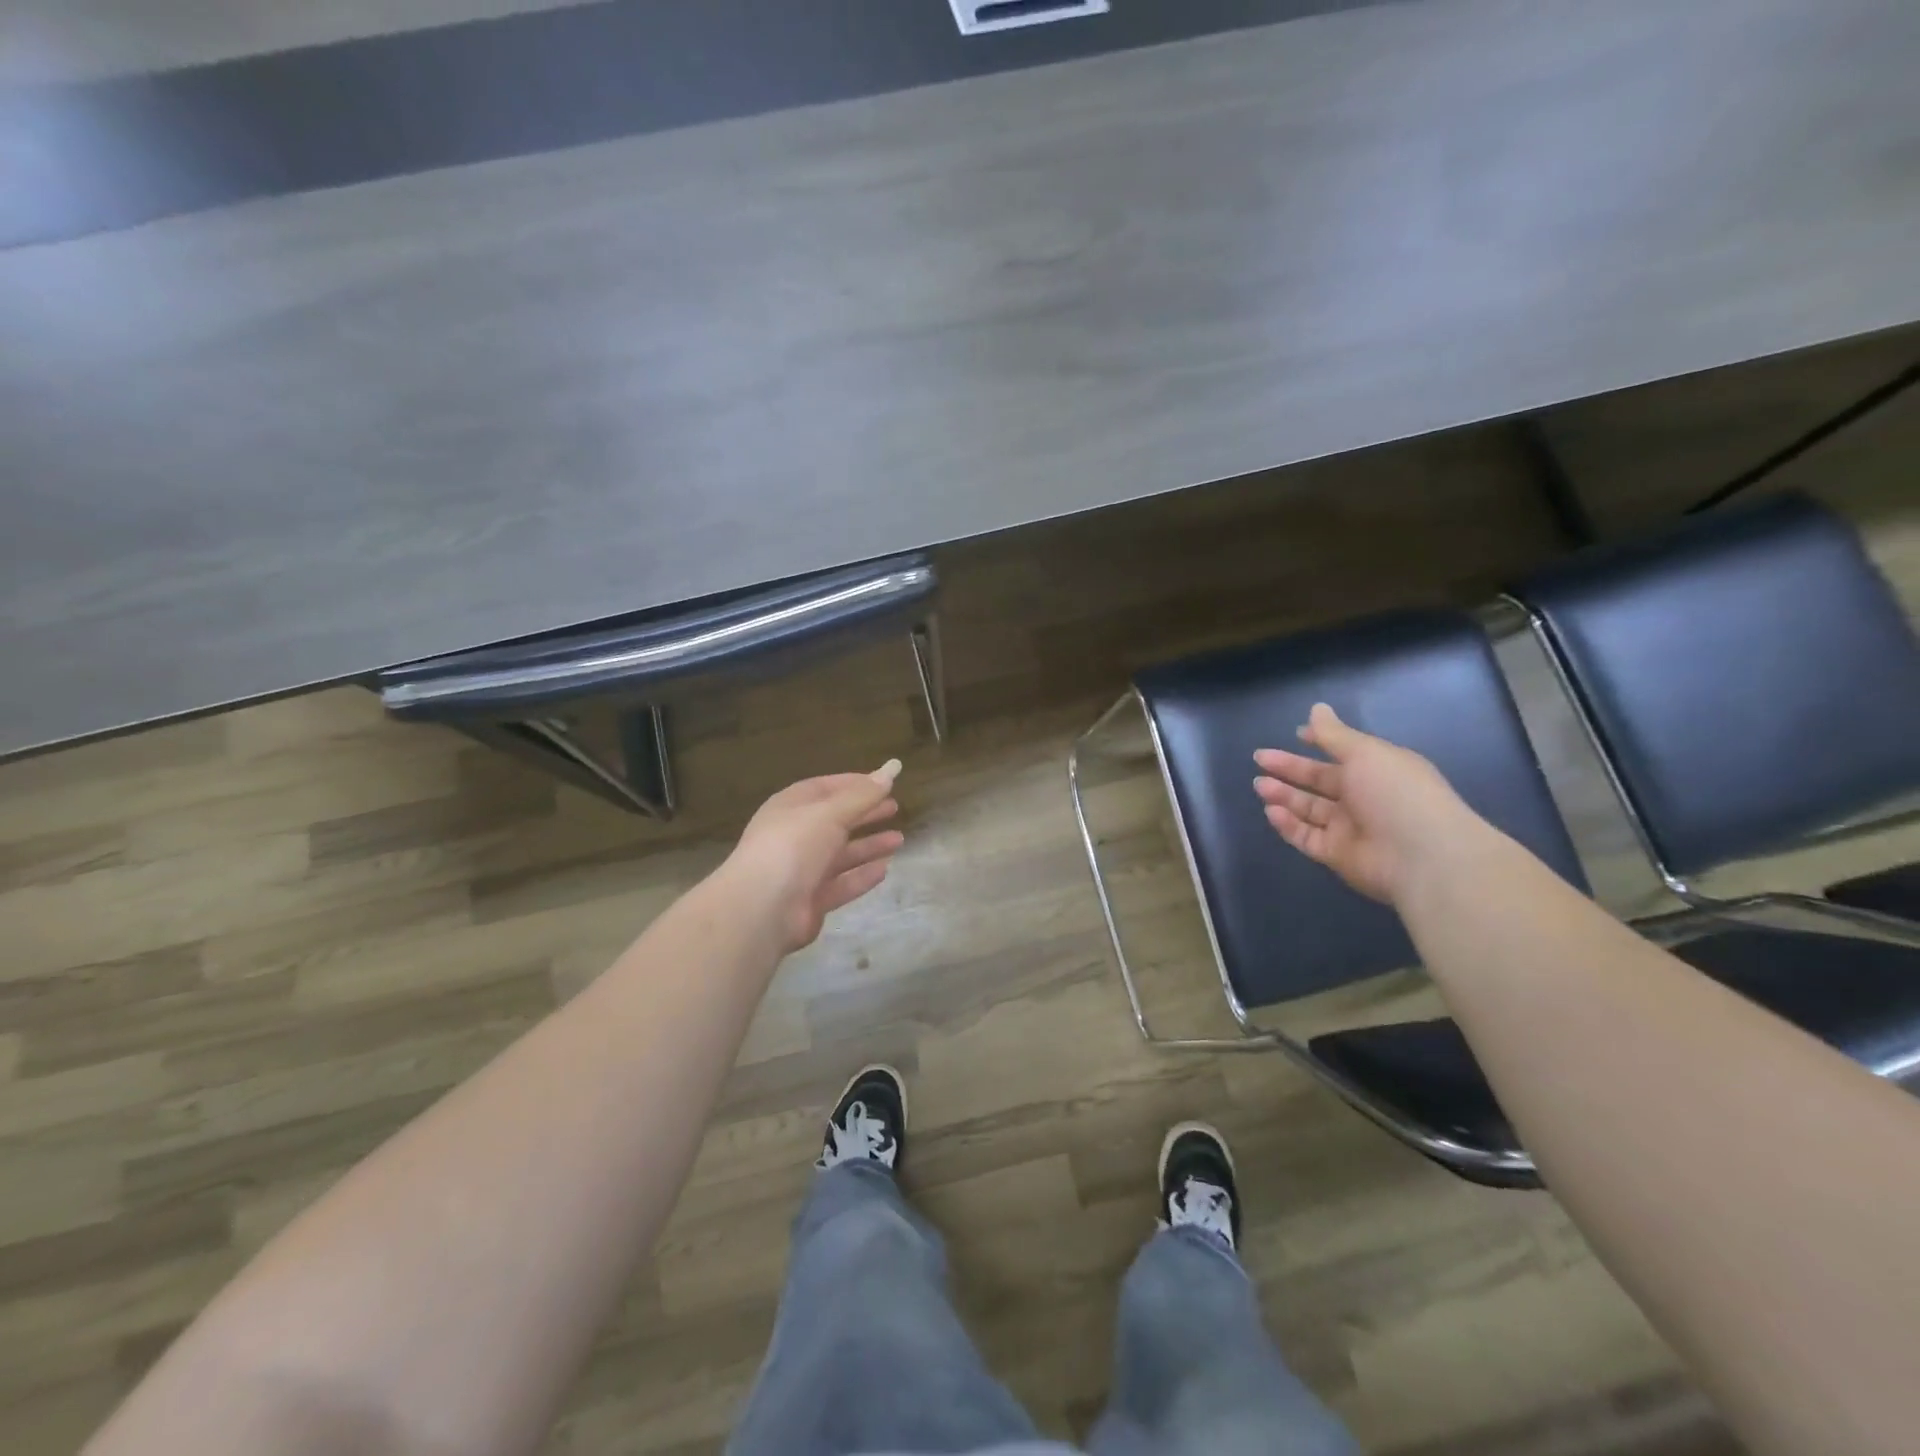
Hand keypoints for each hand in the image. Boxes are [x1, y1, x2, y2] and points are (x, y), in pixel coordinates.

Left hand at [725, 763, 905, 952]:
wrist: (762, 908)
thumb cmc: (793, 846)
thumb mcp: (830, 813)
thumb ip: (863, 795)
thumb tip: (892, 768)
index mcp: (791, 807)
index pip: (825, 788)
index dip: (855, 784)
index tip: (884, 783)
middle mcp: (795, 835)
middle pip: (835, 820)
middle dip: (865, 814)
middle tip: (895, 808)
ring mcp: (802, 870)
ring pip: (841, 854)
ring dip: (869, 846)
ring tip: (899, 840)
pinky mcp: (810, 900)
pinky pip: (841, 884)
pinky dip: (861, 876)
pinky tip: (885, 869)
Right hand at [1252, 704, 1468, 904]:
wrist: (1422, 857)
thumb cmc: (1396, 793)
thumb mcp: (1365, 753)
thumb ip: (1333, 734)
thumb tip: (1317, 708)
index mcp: (1378, 769)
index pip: (1344, 753)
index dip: (1321, 742)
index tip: (1297, 734)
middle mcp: (1364, 797)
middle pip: (1321, 781)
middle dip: (1291, 769)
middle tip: (1260, 759)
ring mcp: (1350, 828)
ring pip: (1310, 809)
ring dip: (1285, 795)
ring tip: (1260, 785)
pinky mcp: (1337, 855)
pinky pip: (1306, 836)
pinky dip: (1288, 824)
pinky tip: (1272, 811)